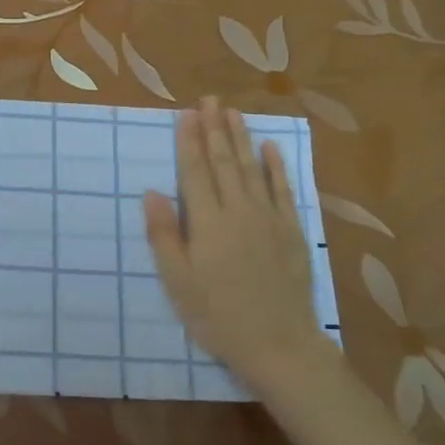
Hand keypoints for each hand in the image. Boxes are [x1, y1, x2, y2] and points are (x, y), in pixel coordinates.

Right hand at [143, 97, 335, 388]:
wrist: (278, 345)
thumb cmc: (217, 316)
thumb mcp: (177, 281)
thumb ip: (163, 234)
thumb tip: (152, 191)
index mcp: (207, 222)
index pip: (195, 171)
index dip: (189, 141)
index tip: (186, 114)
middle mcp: (239, 210)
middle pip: (224, 161)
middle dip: (214, 128)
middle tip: (210, 99)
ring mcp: (269, 219)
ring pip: (252, 168)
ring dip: (241, 138)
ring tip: (232, 112)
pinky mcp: (291, 232)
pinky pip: (282, 190)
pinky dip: (276, 167)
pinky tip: (270, 147)